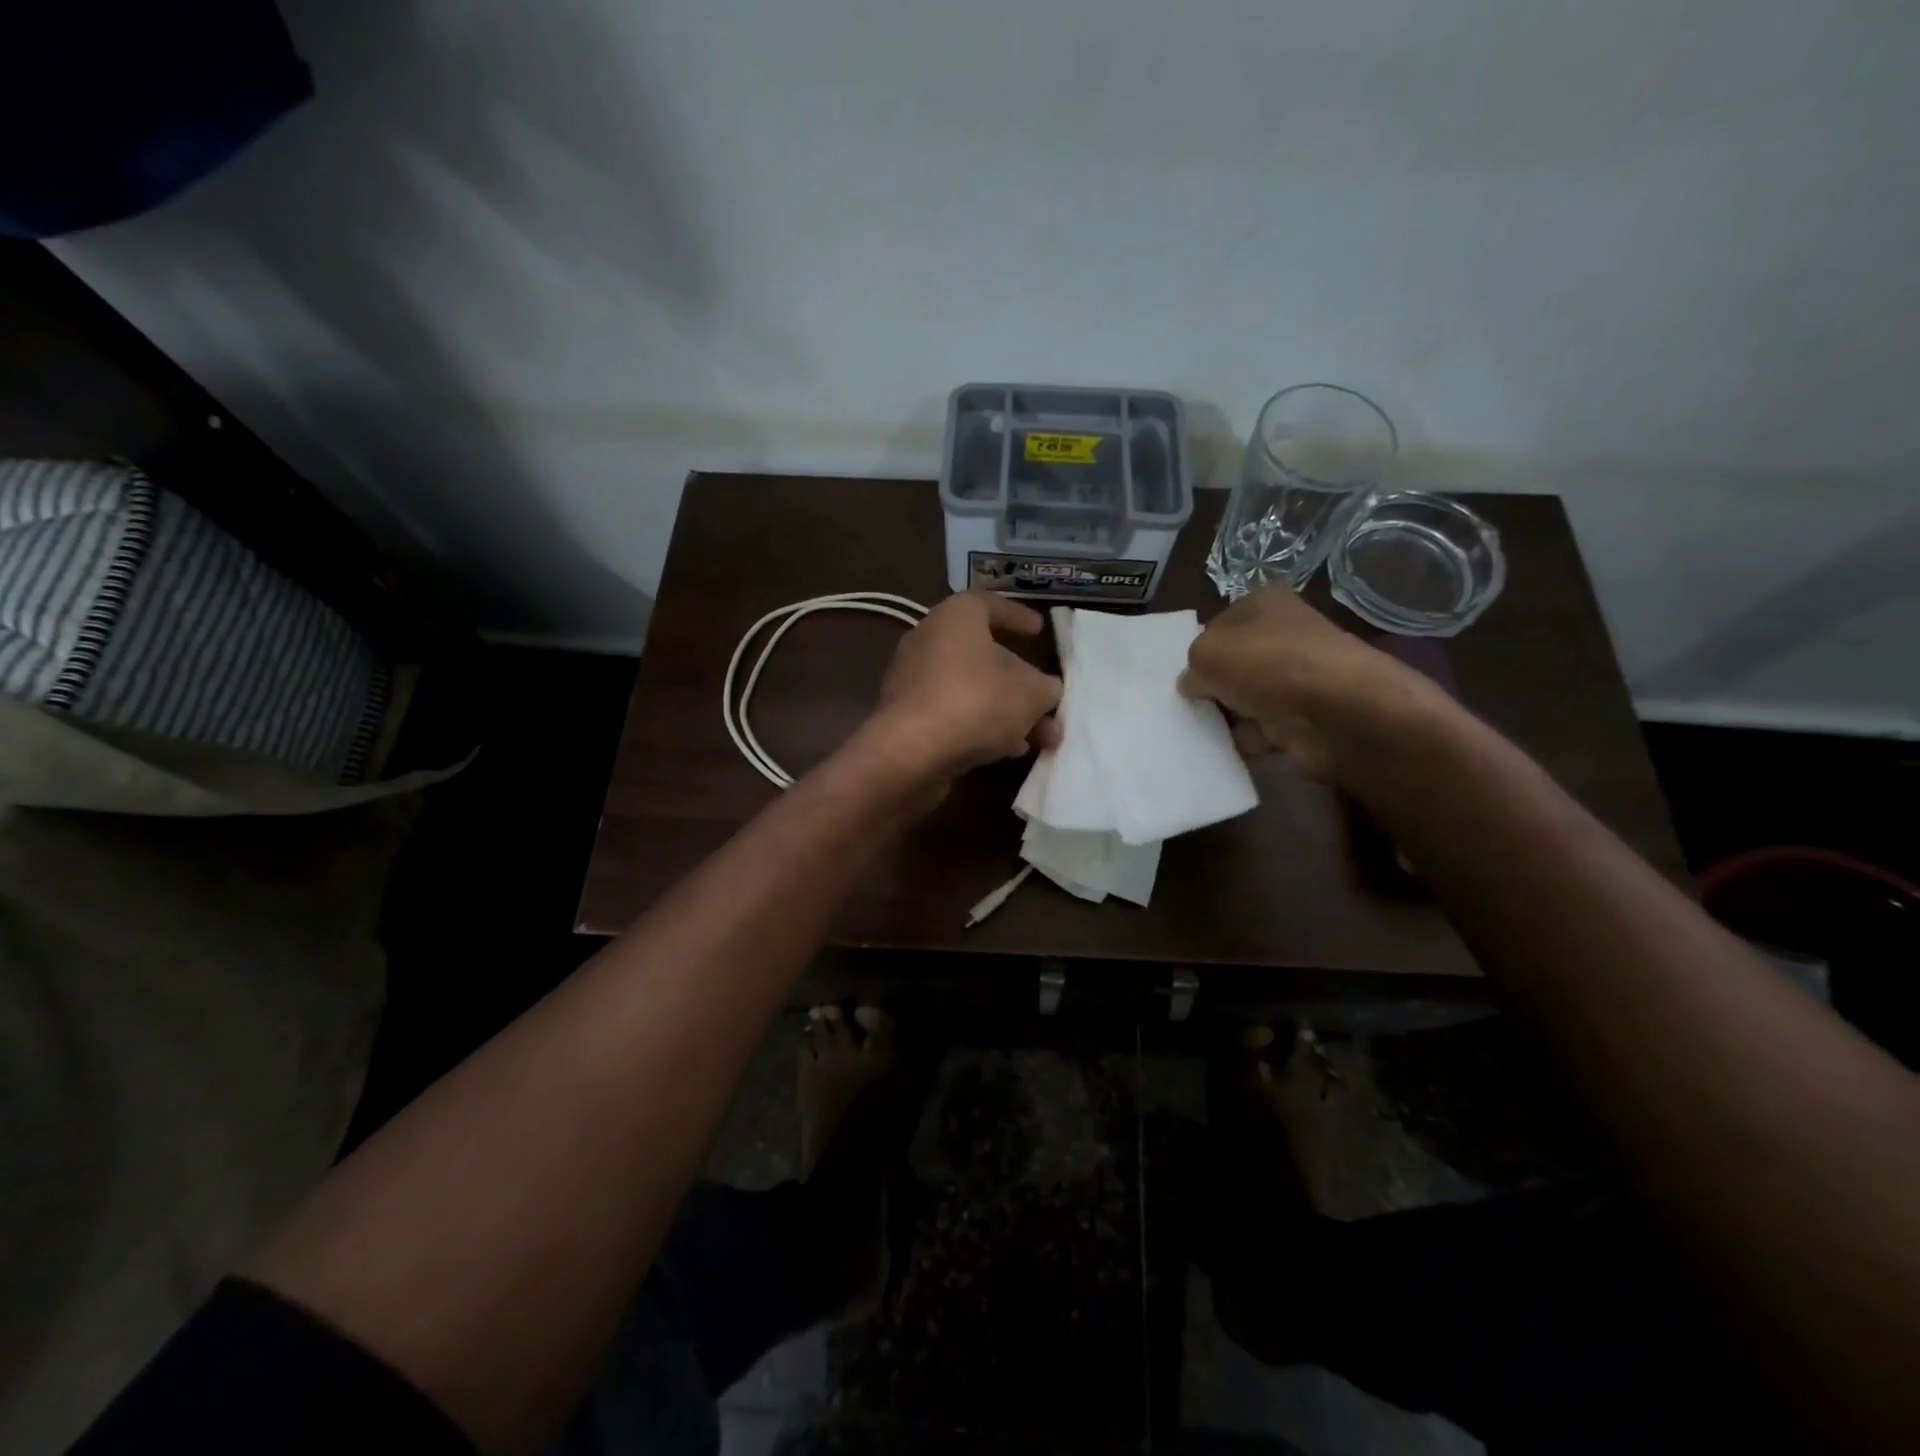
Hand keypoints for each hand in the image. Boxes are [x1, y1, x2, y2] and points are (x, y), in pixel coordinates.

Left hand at [863, 591, 1062, 780]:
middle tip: (1047, 699)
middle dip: (1021, 681)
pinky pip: (953, 713)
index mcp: (956, 617)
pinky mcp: (906, 717)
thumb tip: (1045, 690)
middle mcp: (928, 640)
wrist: (910, 752)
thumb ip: (1046, 687)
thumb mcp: (1031, 693)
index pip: (990, 604)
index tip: (1039, 631)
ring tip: (1040, 737)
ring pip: (971, 689)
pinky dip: (981, 726)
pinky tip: (1008, 751)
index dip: (1018, 616)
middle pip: (983, 654)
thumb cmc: (976, 702)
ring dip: (1006, 711)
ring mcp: (913, 680)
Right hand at [1179, 587, 1435, 780]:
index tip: (1183, 675)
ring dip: (1226, 716)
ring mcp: (1298, 677)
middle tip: (1186, 705)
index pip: (1216, 624)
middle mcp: (1285, 635)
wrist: (1337, 713)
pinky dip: (1247, 739)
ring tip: (1200, 730)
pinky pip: (1262, 728)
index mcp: (1264, 604)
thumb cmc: (1268, 666)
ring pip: (1245, 697)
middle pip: (1232, 663)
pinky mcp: (1306, 717)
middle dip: (1210, 685)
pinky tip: (1227, 748)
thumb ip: (1190, 666)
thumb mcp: (1207, 654)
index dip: (1197, 649)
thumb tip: (1193, 685)